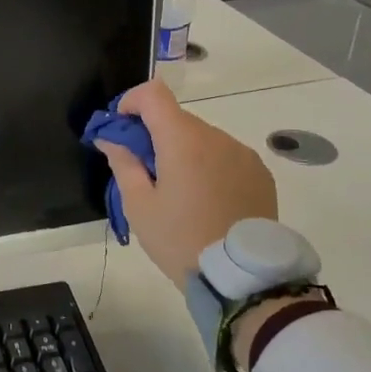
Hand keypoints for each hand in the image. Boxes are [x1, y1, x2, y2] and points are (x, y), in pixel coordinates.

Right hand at [95, 78, 278, 284]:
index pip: (153, 93)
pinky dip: (209, 166)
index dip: (131, 102)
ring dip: (184, 152)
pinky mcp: (260, 172)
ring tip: (180, 193)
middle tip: (144, 172)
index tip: (121, 129)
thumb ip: (123, 163)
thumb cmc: (180, 239)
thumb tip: (110, 138)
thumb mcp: (139, 206)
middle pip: (177, 118)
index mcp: (183, 140)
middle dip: (155, 135)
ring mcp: (242, 153)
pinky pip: (225, 156)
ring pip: (202, 138)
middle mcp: (216, 137)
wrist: (243, 277)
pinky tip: (207, 200)